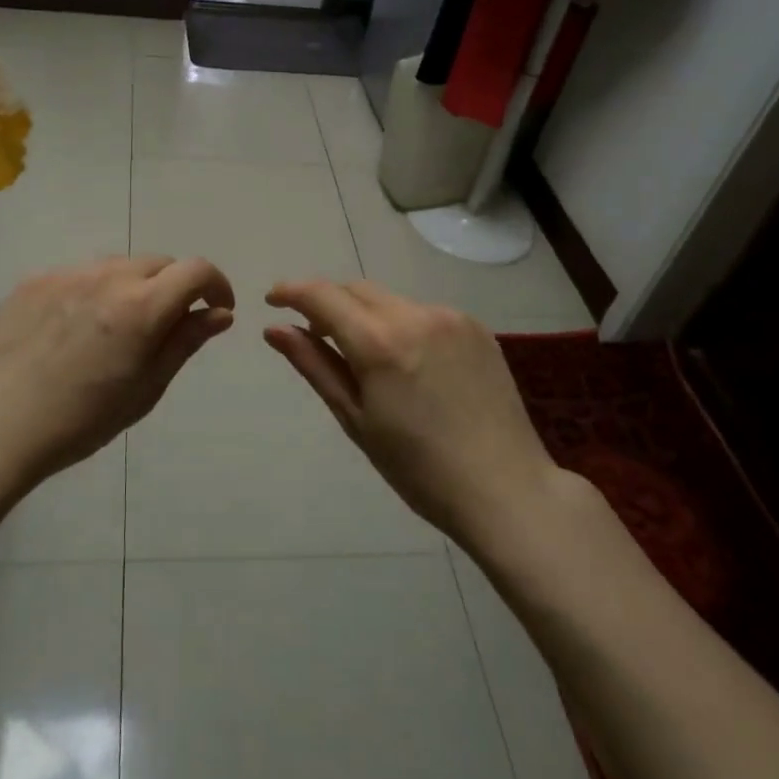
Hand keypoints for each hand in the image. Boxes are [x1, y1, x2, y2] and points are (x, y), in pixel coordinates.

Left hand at [0, 255, 234, 492]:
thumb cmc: (81, 421)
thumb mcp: (145, 389)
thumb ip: (184, 342)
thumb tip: (220, 313)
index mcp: (142, 306)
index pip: (196, 270)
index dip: (217, 284)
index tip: (217, 308)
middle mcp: (108, 276)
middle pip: (159, 263)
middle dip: (175, 287)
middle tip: (166, 325)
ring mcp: (67, 274)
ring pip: (119, 266)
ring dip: (134, 286)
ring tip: (118, 328)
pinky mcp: (36, 280)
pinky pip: (81, 274)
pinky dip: (95, 291)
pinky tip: (77, 329)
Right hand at [264, 279, 588, 548]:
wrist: (505, 489)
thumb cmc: (418, 468)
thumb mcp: (355, 419)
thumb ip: (314, 365)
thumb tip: (275, 329)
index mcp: (380, 341)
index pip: (322, 295)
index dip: (291, 292)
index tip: (272, 301)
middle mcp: (415, 314)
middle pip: (356, 290)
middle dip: (328, 302)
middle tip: (313, 334)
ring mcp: (451, 317)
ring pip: (390, 300)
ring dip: (366, 315)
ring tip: (365, 358)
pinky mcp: (476, 327)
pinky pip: (423, 313)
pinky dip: (401, 325)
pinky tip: (409, 365)